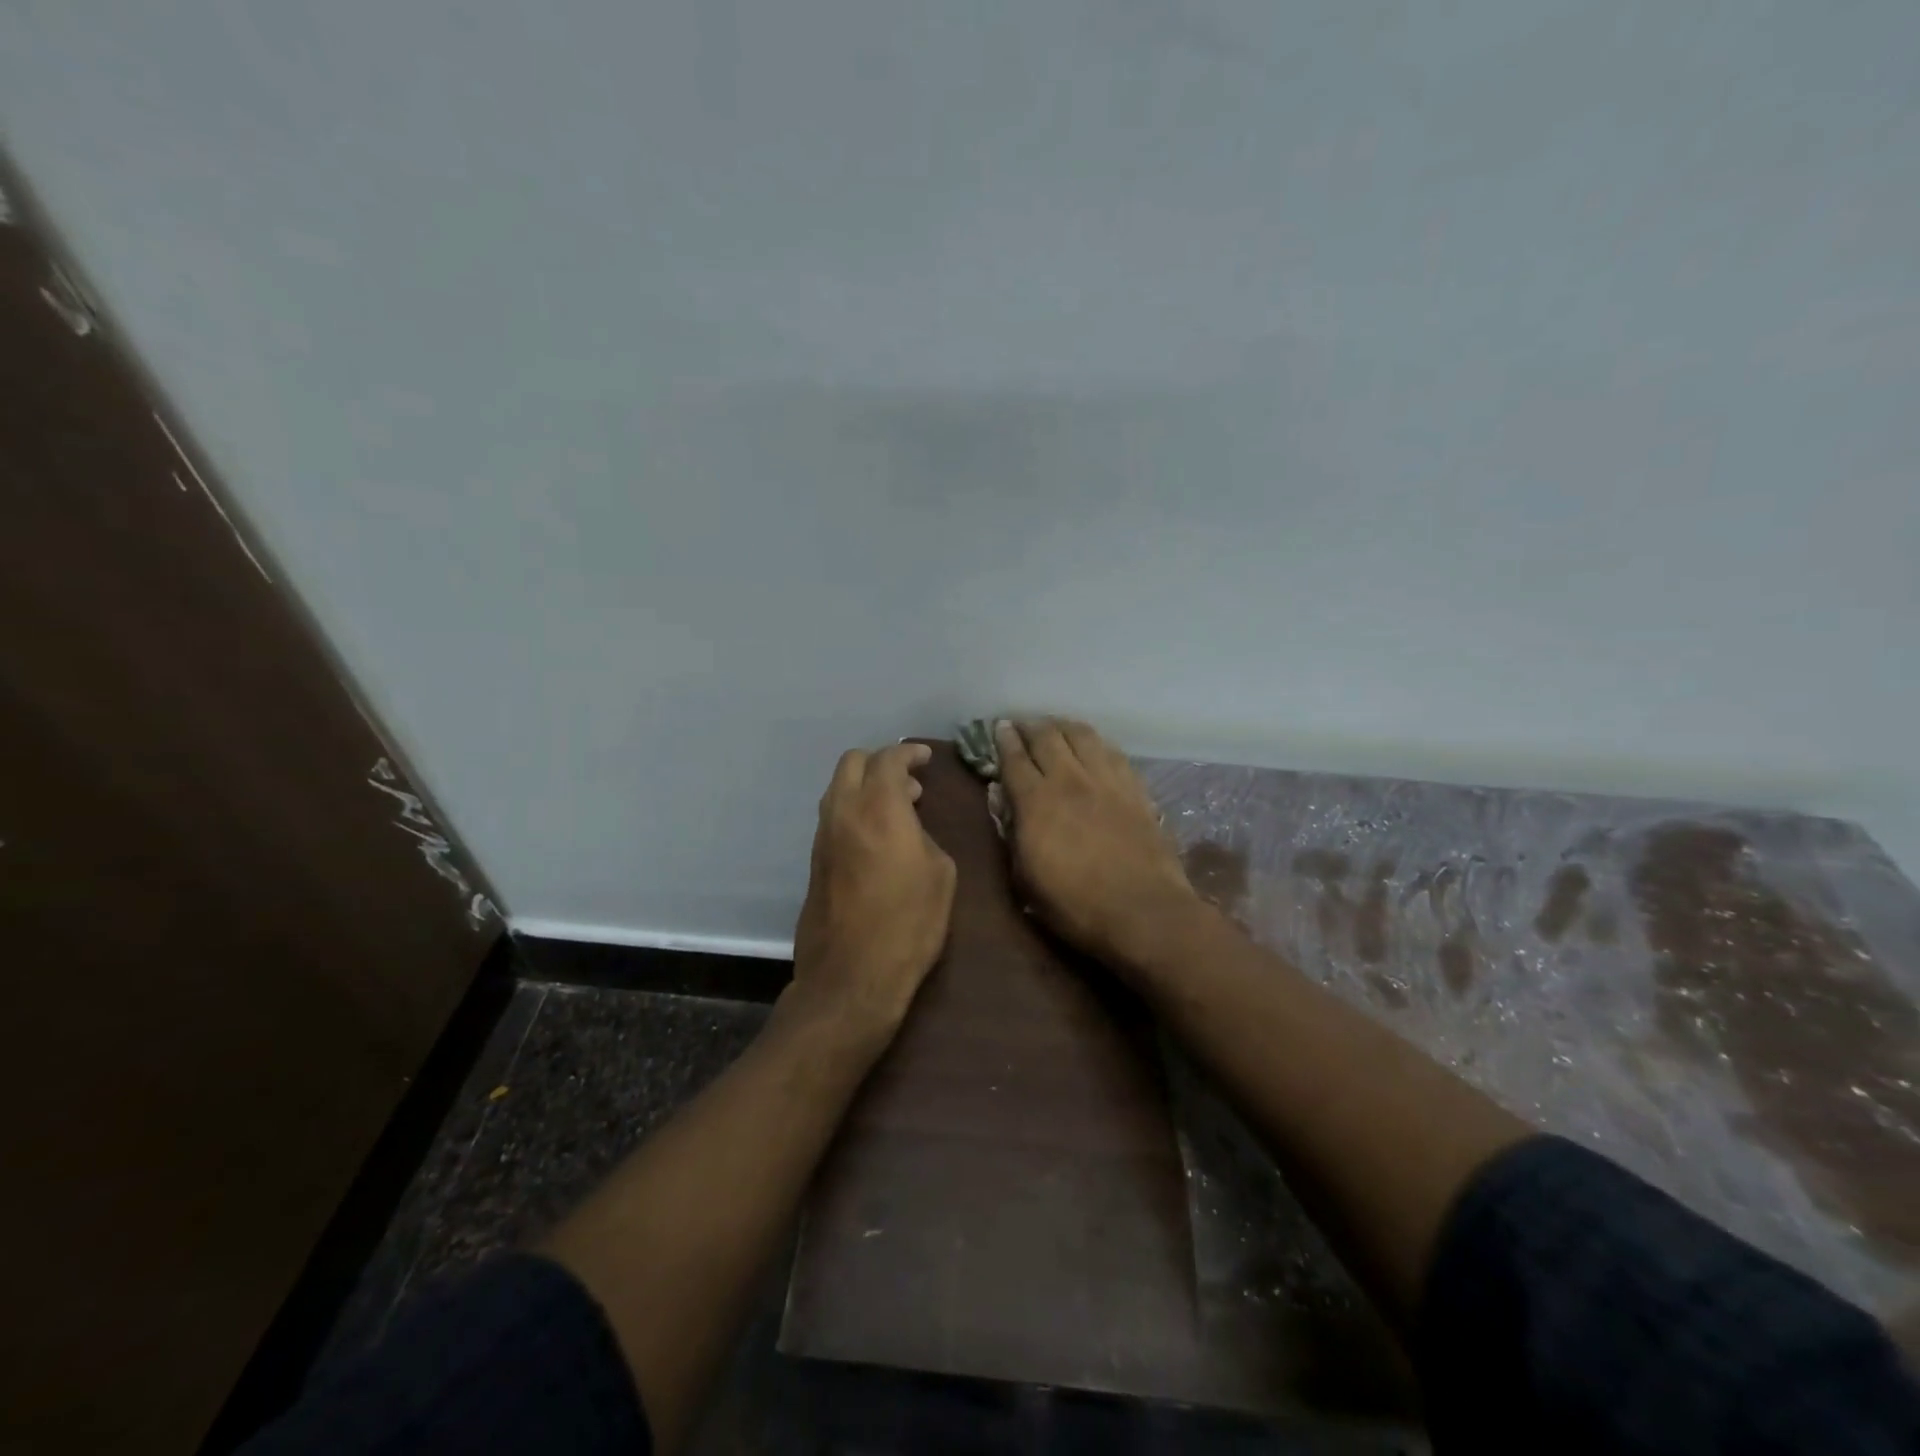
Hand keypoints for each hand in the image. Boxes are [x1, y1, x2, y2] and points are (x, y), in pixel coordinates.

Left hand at [788, 741, 955, 1043]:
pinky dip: (854, 809)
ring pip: (838, 788)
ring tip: (897, 807)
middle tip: (909, 781)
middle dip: (881, 761)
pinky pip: (834, 816)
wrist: (852, 975)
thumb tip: (911, 829)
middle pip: (852, 762)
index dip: (910, 752)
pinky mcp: (814, 860)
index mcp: (879, 807)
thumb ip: (925, 836)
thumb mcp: (941, 875)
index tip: (926, 757)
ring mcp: (823, 836)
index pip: (889, 759)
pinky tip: (876, 834)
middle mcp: (843, 812)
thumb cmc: (908, 923)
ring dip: (865, 786)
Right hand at [995, 720, 1198, 967]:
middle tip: (1022, 724)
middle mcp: (1070, 780)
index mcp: (1036, 802)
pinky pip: (1113, 752)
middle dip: (1031, 726)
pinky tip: (1094, 745)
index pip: (1014, 759)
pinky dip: (1096, 742)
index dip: (1004, 740)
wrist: (1144, 912)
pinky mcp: (1135, 788)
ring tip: (1056, 727)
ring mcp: (1107, 780)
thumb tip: (1003, 800)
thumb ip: (1011, 835)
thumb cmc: (1075, 906)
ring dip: (1064, 726)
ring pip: (1082, 736)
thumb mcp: (1025, 881)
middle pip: (1047, 737)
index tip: (999, 728)